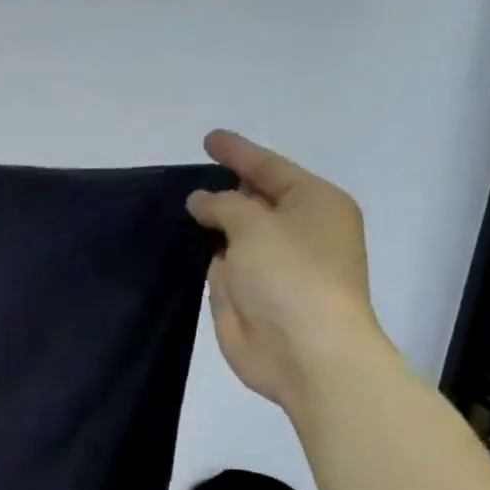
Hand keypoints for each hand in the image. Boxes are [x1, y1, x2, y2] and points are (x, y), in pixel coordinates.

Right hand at [187, 130, 392, 412]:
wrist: (304, 351)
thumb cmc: (291, 277)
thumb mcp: (255, 226)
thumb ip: (223, 205)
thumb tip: (201, 201)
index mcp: (314, 204)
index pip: (269, 168)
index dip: (238, 152)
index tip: (209, 138)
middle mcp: (296, 231)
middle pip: (254, 200)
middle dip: (224, 188)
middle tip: (188, 174)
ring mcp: (271, 265)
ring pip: (235, 233)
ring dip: (210, 222)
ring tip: (176, 204)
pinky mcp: (248, 295)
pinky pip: (221, 264)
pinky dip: (203, 254)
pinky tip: (179, 244)